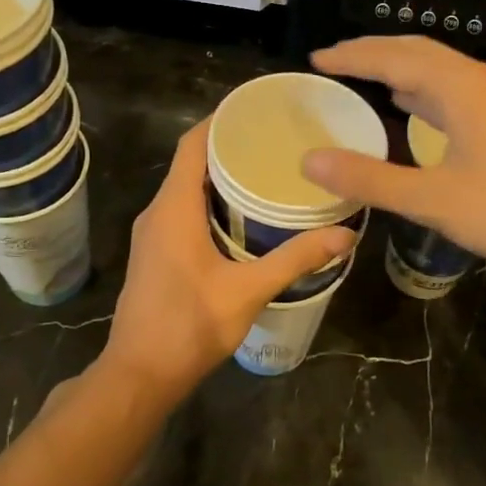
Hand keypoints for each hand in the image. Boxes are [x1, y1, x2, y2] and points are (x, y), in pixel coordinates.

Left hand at [100, 120, 356, 401]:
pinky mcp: (156, 255)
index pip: (192, 145)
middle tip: (277, 143)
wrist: (140, 375)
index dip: (221, 121)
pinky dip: (212, 204)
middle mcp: (158, 213)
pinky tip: (245, 218)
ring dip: (222, 179)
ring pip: (187, 191)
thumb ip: (295, 259)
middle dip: (231, 149)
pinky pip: (183, 212)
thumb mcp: (248, 291)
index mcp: (173, 209)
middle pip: (191, 164)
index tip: (258, 110)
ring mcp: (153, 235)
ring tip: (268, 174)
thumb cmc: (189, 326)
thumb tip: (345, 235)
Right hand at [305, 36, 485, 281]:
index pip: (393, 58)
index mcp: (460, 88)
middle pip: (417, 51)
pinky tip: (411, 105)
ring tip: (363, 76)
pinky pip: (454, 87)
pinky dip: (422, 88)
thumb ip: (370, 179)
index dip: (352, 57)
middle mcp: (480, 80)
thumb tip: (310, 161)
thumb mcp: (433, 201)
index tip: (316, 59)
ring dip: (399, 67)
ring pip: (439, 68)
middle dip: (373, 52)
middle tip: (333, 62)